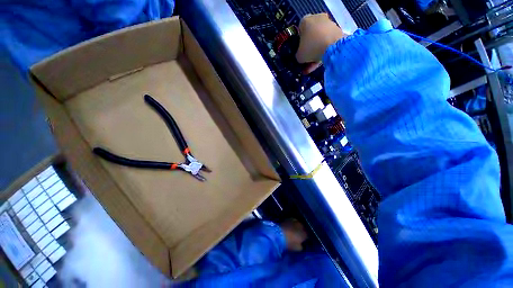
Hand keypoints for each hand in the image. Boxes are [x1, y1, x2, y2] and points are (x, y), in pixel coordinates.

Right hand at [296, 14, 345, 72]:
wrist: (333, 46)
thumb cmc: (311, 47)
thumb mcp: (299, 55)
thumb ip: (298, 55)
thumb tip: (301, 56)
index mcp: (305, 21)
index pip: (299, 32)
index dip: (299, 44)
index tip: (300, 52)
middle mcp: (317, 18)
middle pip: (311, 37)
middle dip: (309, 50)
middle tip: (307, 62)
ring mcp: (329, 23)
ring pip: (319, 41)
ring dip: (316, 53)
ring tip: (314, 66)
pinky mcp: (337, 30)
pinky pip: (327, 42)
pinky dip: (324, 52)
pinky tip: (321, 63)